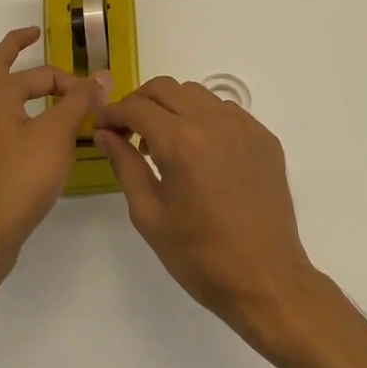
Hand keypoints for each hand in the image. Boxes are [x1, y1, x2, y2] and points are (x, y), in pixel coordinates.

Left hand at [0, 27, 108, 277]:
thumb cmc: (20, 176)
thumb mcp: (57, 134)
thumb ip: (79, 101)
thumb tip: (101, 75)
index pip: (40, 73)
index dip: (71, 80)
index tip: (96, 96)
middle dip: (14, 48)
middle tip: (31, 36)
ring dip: (13, 81)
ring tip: (33, 80)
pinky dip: (14, 109)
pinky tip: (30, 126)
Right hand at [94, 78, 320, 347]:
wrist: (265, 279)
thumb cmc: (200, 256)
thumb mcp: (150, 215)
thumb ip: (125, 165)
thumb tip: (105, 134)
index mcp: (182, 142)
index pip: (137, 108)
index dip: (113, 114)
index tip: (101, 128)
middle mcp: (214, 121)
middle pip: (166, 88)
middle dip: (139, 102)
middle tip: (127, 131)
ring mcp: (244, 126)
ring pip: (197, 94)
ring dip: (172, 107)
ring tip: (163, 142)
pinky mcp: (264, 137)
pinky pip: (225, 111)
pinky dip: (203, 118)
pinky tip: (198, 151)